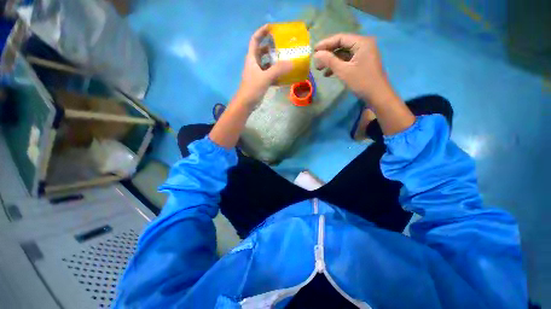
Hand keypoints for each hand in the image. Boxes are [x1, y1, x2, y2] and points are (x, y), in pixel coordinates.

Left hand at [236, 25, 292, 105]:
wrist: (246, 103)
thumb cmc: (252, 88)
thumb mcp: (265, 77)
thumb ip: (278, 70)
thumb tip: (292, 62)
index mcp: (252, 58)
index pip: (255, 40)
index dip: (262, 32)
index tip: (272, 28)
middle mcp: (254, 63)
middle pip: (262, 51)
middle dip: (271, 47)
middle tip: (282, 45)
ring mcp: (257, 73)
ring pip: (267, 63)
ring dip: (275, 61)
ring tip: (286, 59)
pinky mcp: (261, 81)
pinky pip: (269, 74)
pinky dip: (276, 73)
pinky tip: (284, 75)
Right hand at [313, 34, 388, 101]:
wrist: (377, 95)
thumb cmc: (361, 82)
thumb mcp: (343, 71)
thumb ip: (329, 60)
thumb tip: (316, 54)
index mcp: (361, 42)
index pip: (340, 38)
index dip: (326, 43)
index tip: (313, 50)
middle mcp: (363, 44)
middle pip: (341, 45)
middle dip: (328, 54)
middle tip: (316, 62)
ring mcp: (363, 54)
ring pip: (343, 54)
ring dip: (331, 61)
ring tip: (320, 69)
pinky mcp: (361, 62)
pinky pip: (347, 61)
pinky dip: (338, 66)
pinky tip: (328, 73)